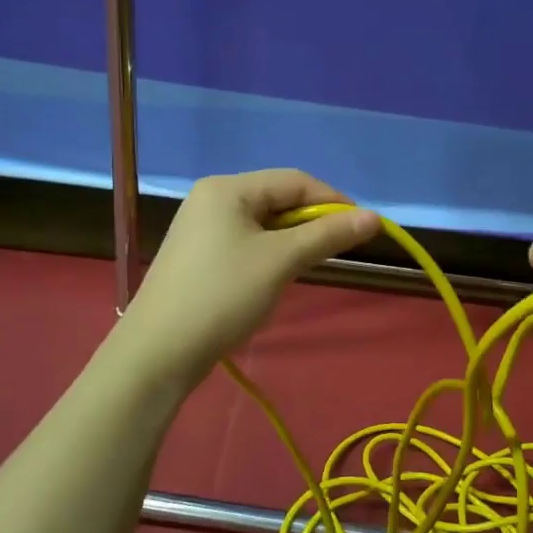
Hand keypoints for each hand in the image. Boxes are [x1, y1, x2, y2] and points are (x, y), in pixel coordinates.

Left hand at [117, 170, 379, 385]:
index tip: (364, 228)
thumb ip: (327, 235)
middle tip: (338, 250)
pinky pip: (246, 242)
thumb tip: (374, 217)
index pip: (294, 180)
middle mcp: (211, 198)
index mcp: (228, 188)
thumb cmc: (223, 296)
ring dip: (292, 240)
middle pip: (277, 198)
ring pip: (263, 223)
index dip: (333, 201)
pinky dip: (269, 254)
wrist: (158, 352)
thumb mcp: (280, 261)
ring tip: (306, 267)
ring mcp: (201, 227)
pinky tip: (274, 278)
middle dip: (311, 222)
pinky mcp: (198, 255)